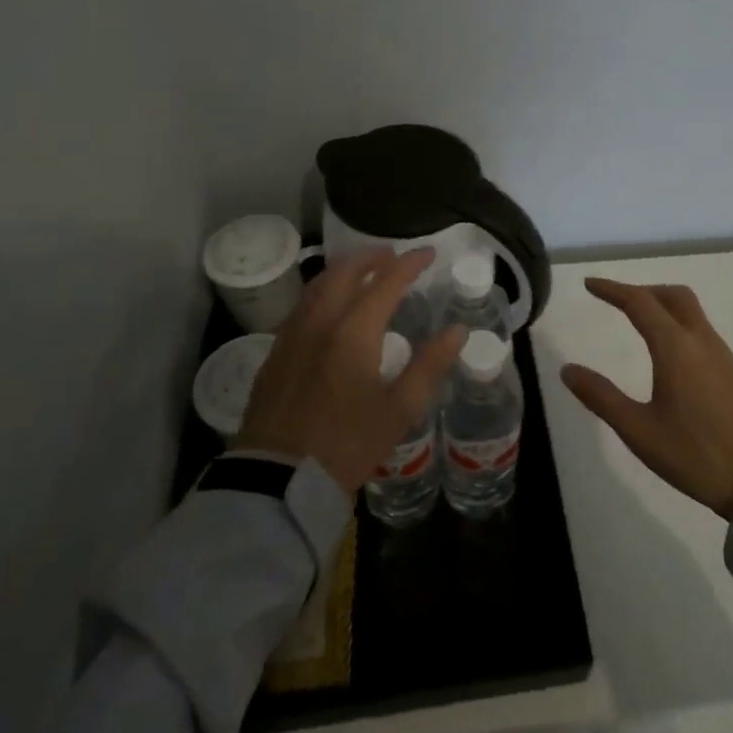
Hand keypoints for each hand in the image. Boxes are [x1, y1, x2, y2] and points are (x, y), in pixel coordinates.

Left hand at [233, 248, 468, 496]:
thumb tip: (457, 330)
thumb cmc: (347, 445)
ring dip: (344, 270)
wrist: (279, 479)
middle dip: (371, 257)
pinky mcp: (275, 352)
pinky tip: (330, 306)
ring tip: (363, 271)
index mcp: (354, 332)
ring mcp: (292, 335)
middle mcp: (320, 322)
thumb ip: (430, 365)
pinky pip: (302, 305)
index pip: (386, 282)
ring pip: (318, 285)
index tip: (429, 253)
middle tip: (393, 256)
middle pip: (345, 272)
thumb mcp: (399, 411)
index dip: (410, 264)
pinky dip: (322, 291)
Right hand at [561, 278, 732, 519]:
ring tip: (639, 322)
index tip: (590, 284)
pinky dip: (678, 323)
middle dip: (642, 290)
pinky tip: (669, 352)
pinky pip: (702, 330)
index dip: (612, 289)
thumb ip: (601, 397)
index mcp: (676, 348)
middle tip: (616, 300)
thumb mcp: (638, 430)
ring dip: (662, 305)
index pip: (639, 303)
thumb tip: (568, 370)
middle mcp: (701, 341)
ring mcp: (722, 355)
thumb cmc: (694, 455)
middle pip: (672, 296)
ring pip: (691, 311)